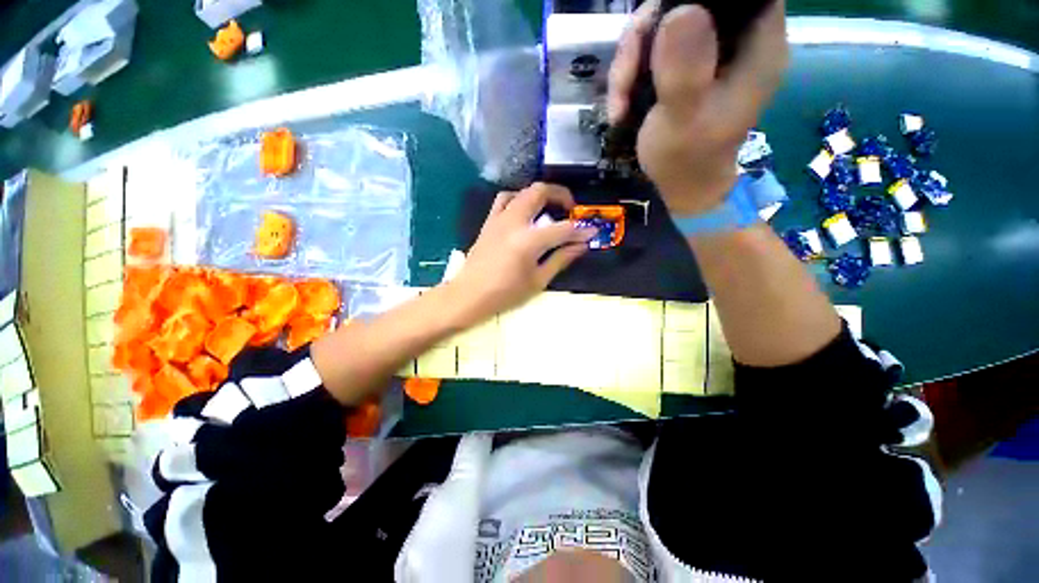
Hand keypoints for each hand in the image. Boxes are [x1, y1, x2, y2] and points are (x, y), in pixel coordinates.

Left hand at [450, 183, 596, 321]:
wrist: (470, 294)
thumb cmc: (505, 293)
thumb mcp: (538, 280)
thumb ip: (561, 259)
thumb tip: (581, 245)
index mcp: (529, 241)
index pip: (562, 229)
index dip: (581, 230)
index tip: (591, 232)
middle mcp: (514, 222)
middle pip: (540, 192)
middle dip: (561, 195)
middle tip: (570, 209)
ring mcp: (499, 219)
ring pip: (522, 192)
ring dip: (539, 195)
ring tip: (548, 209)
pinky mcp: (489, 222)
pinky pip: (504, 200)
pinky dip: (518, 199)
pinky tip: (524, 213)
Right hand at [608, 0, 788, 214]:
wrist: (680, 187)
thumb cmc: (686, 161)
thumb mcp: (683, 121)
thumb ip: (685, 72)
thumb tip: (679, 10)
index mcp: (758, 45)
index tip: (658, 25)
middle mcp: (736, 39)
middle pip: (689, 1)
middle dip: (645, 35)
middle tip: (624, 78)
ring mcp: (707, 52)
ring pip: (662, 24)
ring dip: (629, 61)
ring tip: (618, 103)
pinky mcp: (685, 66)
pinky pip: (651, 49)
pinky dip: (629, 74)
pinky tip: (620, 104)